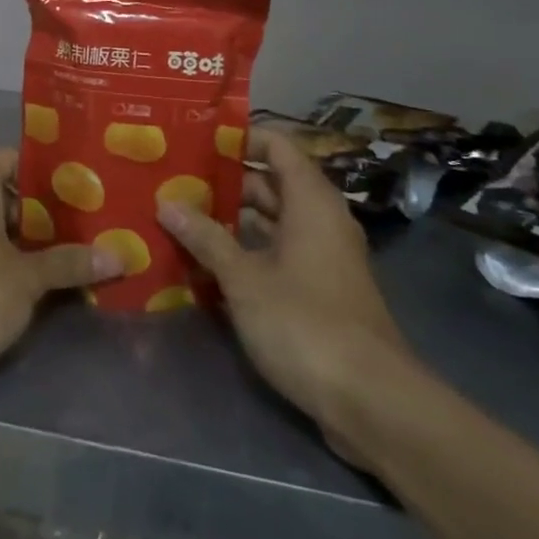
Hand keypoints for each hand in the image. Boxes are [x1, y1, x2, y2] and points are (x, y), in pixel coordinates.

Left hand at [0, 149, 121, 387]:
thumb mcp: (29, 278)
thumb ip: (70, 262)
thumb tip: (120, 257)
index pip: (13, 159)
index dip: (46, 174)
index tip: (78, 191)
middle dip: (33, 211)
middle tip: (73, 228)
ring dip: (10, 236)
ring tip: (52, 255)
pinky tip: (14, 279)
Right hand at [157, 128, 418, 466]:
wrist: (372, 402)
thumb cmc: (305, 323)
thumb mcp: (244, 278)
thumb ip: (205, 238)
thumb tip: (166, 203)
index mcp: (310, 202)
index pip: (277, 145)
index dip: (241, 137)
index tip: (197, 140)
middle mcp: (320, 221)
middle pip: (270, 184)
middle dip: (223, 182)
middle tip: (174, 180)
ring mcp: (321, 258)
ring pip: (271, 223)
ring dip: (230, 221)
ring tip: (179, 217)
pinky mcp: (318, 291)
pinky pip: (276, 255)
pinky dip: (244, 254)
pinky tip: (204, 264)